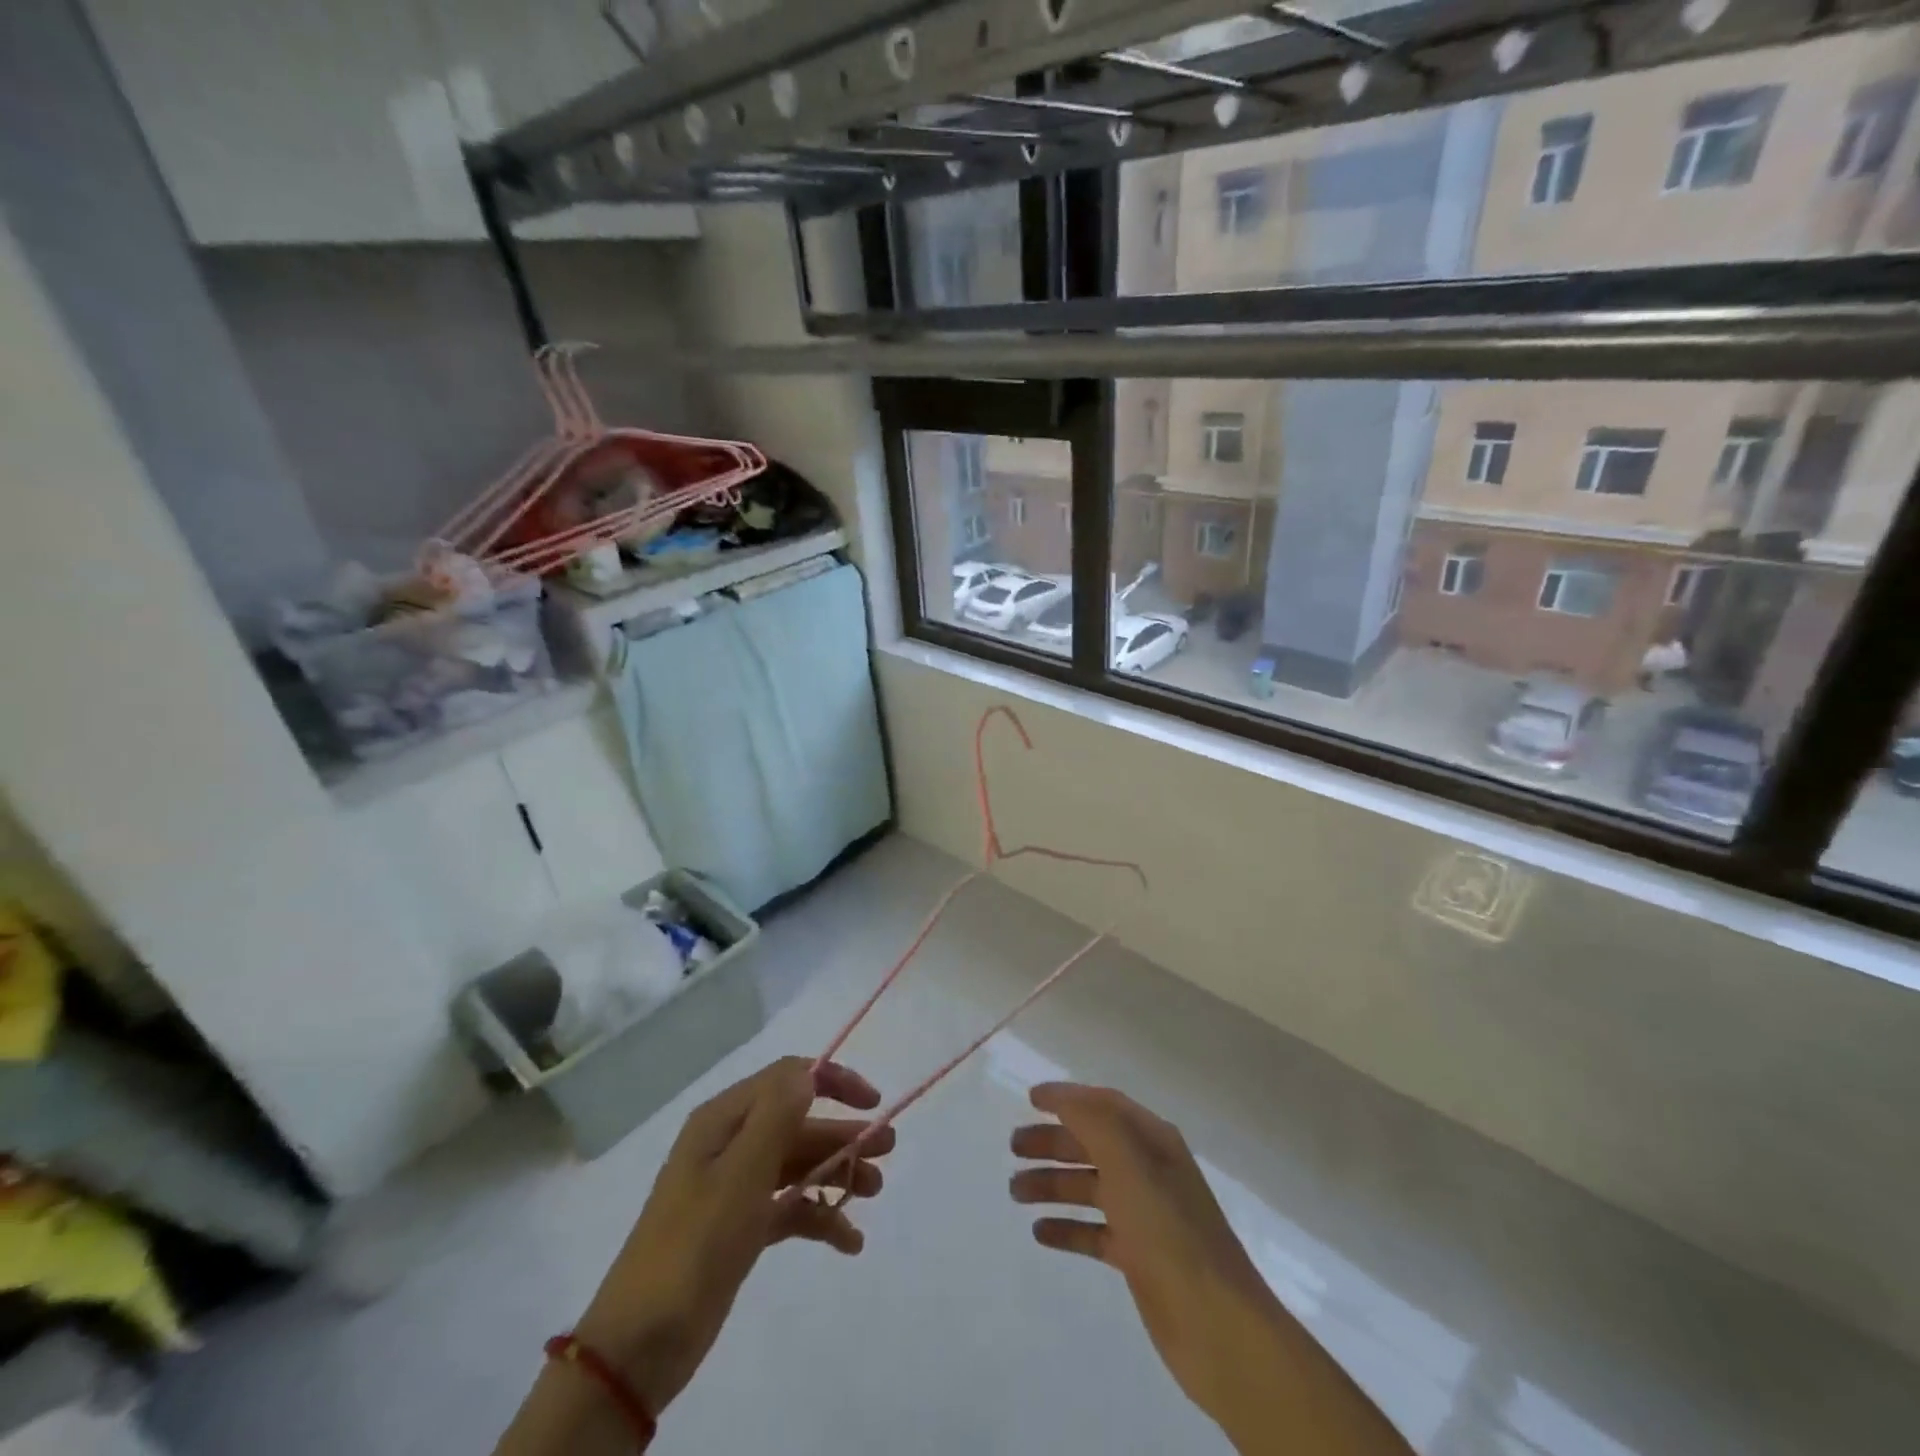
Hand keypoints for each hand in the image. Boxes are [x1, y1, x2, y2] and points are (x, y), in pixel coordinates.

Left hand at [575, 1057, 892, 1416]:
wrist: (640, 1346)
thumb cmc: (693, 1246)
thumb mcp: (740, 1175)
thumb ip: (777, 1117)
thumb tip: (808, 1072)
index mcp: (724, 1120)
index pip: (787, 1078)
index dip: (833, 1080)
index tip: (872, 1101)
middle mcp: (730, 1145)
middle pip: (797, 1124)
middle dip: (842, 1134)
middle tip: (888, 1150)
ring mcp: (734, 1188)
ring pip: (797, 1165)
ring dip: (837, 1173)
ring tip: (873, 1192)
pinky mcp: (740, 1228)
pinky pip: (789, 1208)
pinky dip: (819, 1217)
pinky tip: (849, 1241)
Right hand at [1011, 1083, 1408, 1455]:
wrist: (1216, 1323)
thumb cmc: (1168, 1230)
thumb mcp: (1128, 1162)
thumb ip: (1093, 1121)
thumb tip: (1061, 1094)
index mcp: (1152, 1140)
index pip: (1104, 1104)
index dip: (1068, 1097)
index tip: (1030, 1098)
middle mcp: (1148, 1170)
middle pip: (1092, 1144)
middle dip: (1053, 1142)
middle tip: (1012, 1149)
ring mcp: (1144, 1215)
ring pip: (1089, 1187)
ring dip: (1053, 1184)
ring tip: (1015, 1192)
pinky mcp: (1138, 1257)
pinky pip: (1094, 1232)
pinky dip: (1067, 1228)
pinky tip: (1040, 1233)